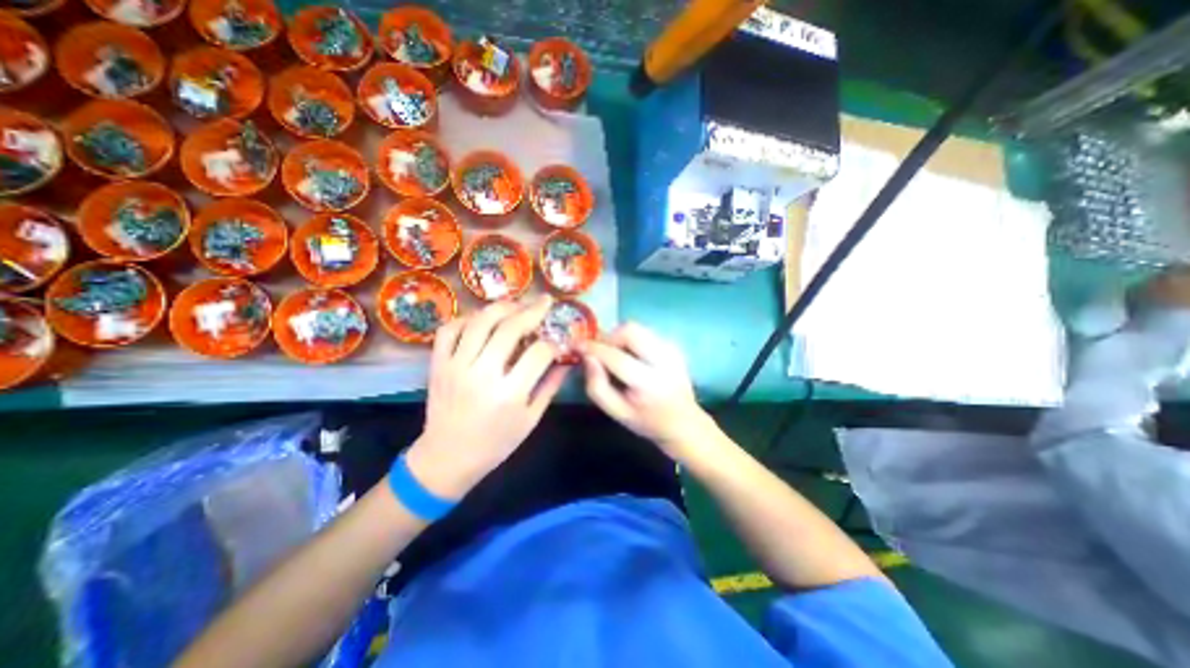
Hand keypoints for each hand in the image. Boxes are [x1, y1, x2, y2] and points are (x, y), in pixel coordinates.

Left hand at [408, 298, 567, 501]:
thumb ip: (550, 386)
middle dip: (533, 310)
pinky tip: (482, 319)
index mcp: (509, 394)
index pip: (540, 352)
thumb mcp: (530, 419)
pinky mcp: (438, 364)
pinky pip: (449, 329)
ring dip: (503, 306)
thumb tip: (567, 360)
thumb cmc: (496, 443)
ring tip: (518, 304)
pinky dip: (467, 318)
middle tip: (545, 301)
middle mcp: (482, 374)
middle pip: (510, 328)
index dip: (554, 343)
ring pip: (480, 321)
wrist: (447, 457)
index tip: (559, 341)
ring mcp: (456, 366)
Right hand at [579, 320, 710, 460]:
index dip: (593, 348)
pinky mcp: (674, 346)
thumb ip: (597, 386)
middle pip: (630, 330)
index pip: (615, 357)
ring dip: (620, 337)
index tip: (577, 345)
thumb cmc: (647, 421)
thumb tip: (587, 357)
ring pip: (638, 328)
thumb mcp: (616, 412)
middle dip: (609, 337)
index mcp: (648, 383)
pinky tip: (632, 358)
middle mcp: (664, 361)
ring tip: (616, 355)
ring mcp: (672, 350)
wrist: (684, 423)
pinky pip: (646, 333)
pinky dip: (632, 340)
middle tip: (601, 352)